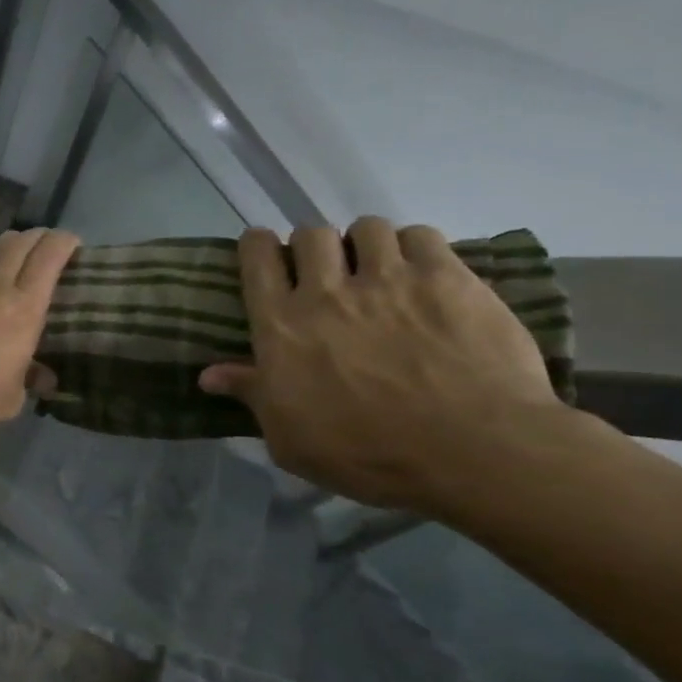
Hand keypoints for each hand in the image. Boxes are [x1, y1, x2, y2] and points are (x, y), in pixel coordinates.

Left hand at [0, 228, 80, 435]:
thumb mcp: (8, 402)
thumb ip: (26, 384)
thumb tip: (43, 379)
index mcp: (24, 311)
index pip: (48, 261)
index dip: (63, 244)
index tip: (73, 242)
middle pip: (19, 248)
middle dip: (37, 237)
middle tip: (48, 240)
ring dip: (6, 243)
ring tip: (16, 241)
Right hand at [200, 219, 567, 511]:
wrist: (473, 451)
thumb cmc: (366, 453)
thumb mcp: (289, 438)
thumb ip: (252, 395)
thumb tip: (209, 375)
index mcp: (281, 327)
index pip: (257, 260)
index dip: (257, 247)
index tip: (264, 254)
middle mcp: (327, 291)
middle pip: (309, 235)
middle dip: (312, 247)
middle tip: (326, 272)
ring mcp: (389, 279)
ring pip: (366, 228)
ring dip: (365, 244)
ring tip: (378, 269)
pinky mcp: (448, 278)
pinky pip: (421, 235)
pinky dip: (415, 248)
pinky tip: (422, 273)